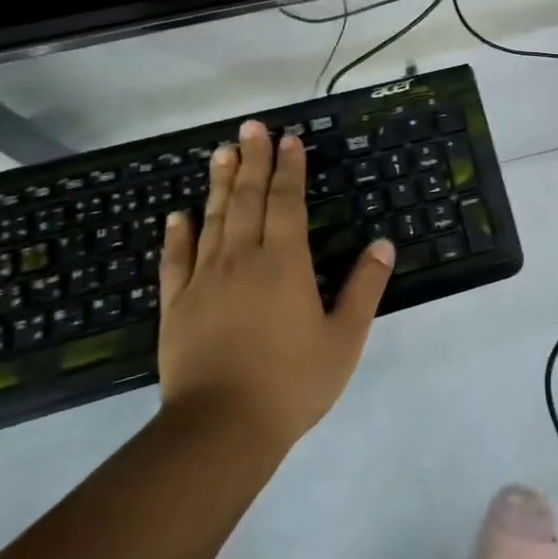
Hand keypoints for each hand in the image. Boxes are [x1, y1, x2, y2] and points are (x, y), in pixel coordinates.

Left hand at [156, 121, 394, 456]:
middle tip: (250, 128)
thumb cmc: (292, 382)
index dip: (289, 169)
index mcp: (285, 263)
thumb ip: (365, 287)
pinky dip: (177, 235)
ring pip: (211, 220)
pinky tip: (177, 216)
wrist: (220, 430)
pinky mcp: (176, 307)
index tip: (288, 139)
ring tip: (220, 152)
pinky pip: (175, 261)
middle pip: (246, 199)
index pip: (287, 202)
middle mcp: (242, 260)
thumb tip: (382, 243)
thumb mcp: (345, 337)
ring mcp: (204, 281)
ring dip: (217, 184)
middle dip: (252, 161)